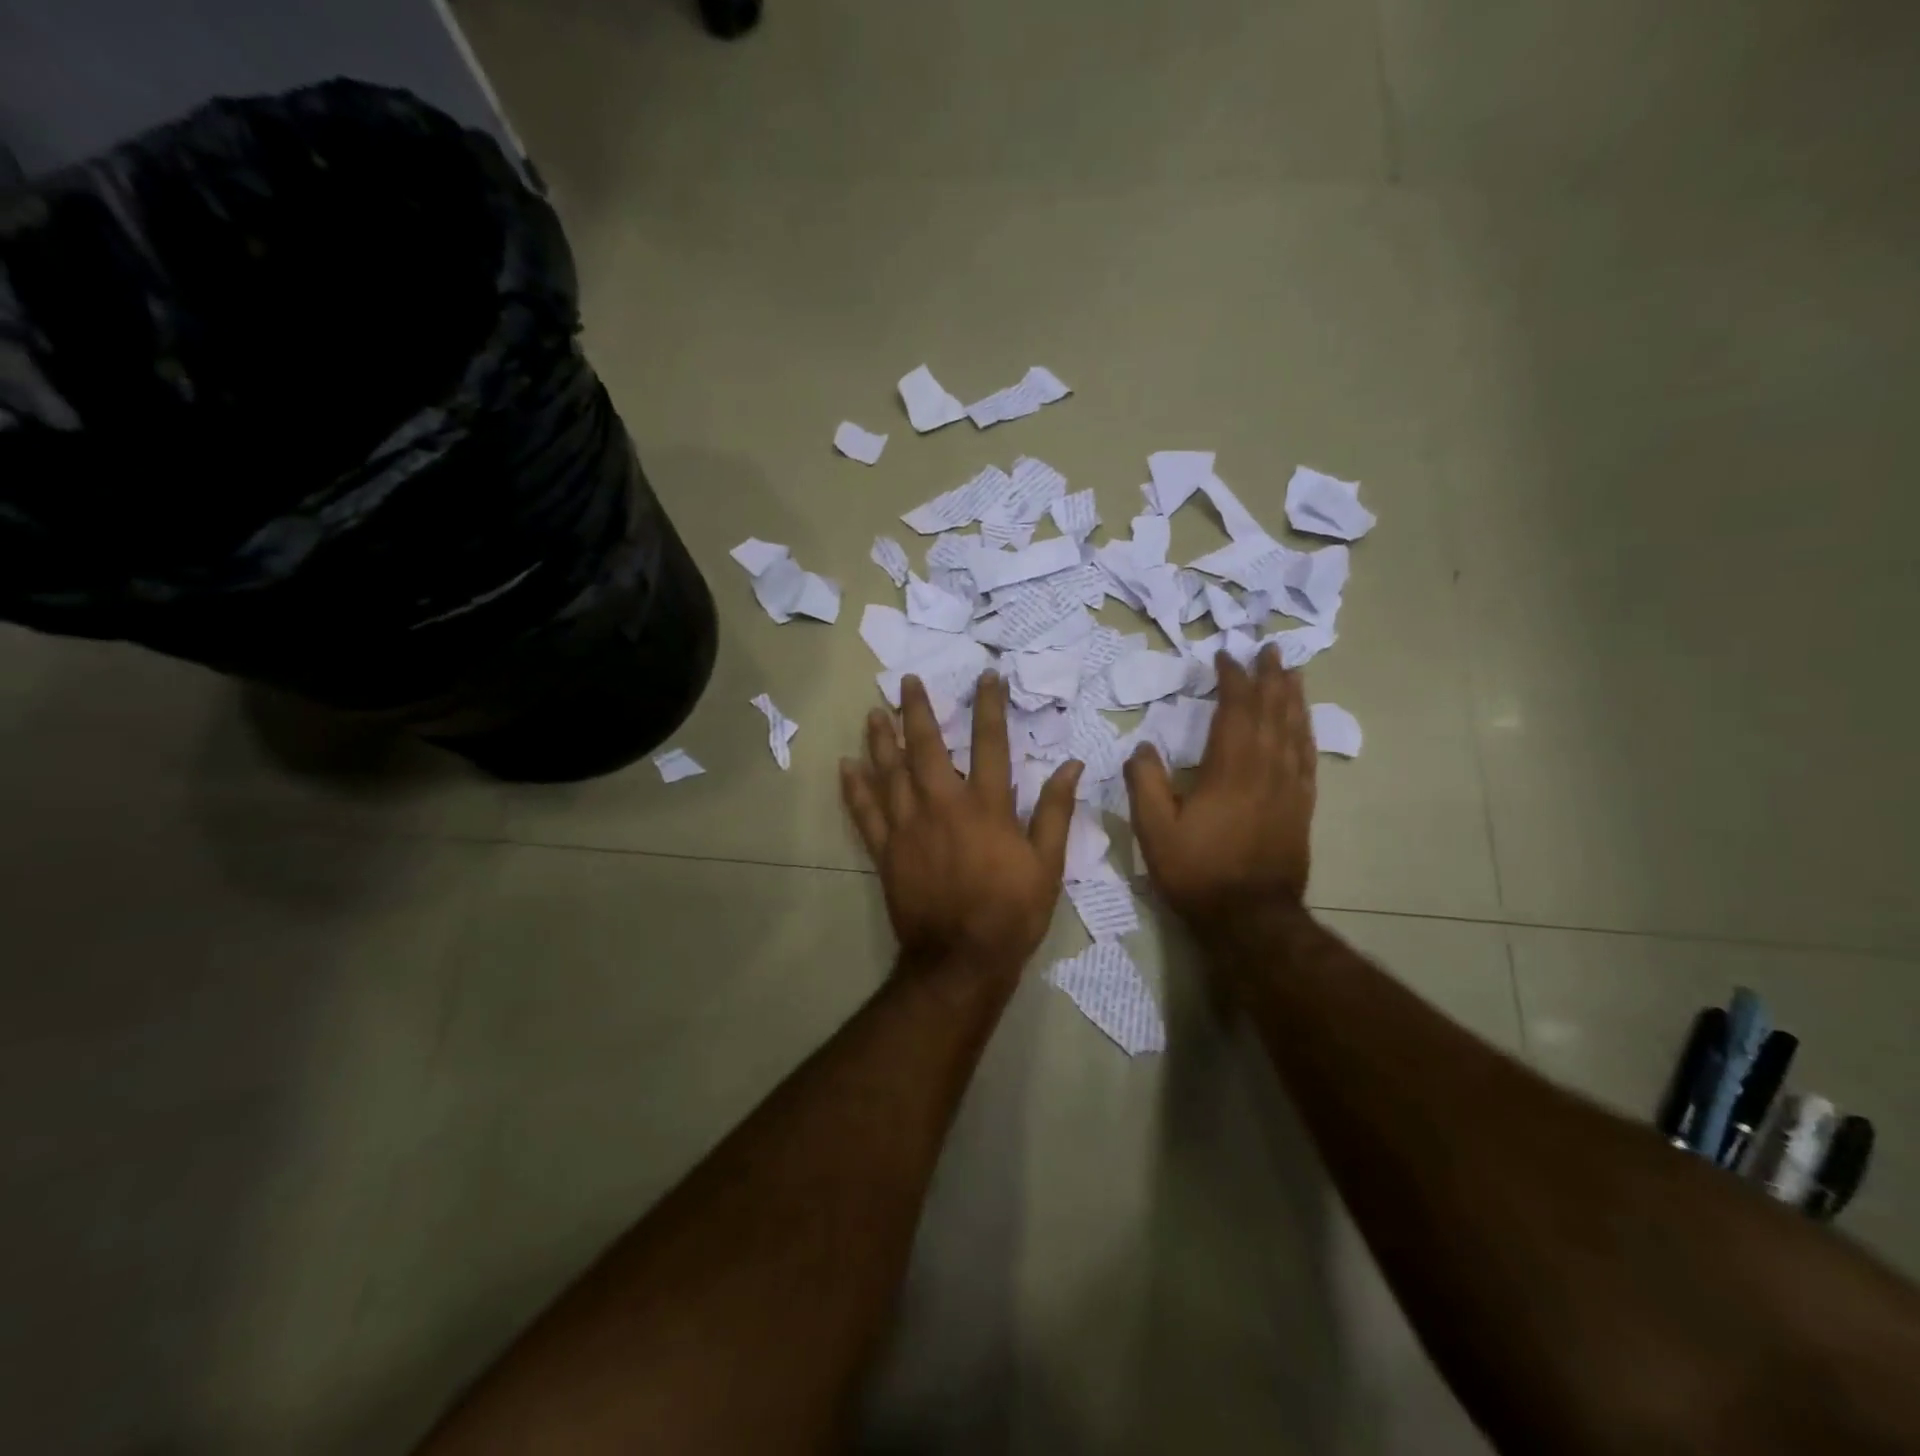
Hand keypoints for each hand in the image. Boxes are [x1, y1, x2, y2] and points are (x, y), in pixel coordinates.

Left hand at [841, 671, 1082, 977]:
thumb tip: (1071, 765)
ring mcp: (908, 827)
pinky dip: (854, 788)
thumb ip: (1055, 811)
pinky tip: (846, 765)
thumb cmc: (1011, 911)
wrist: (961, 959)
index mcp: (986, 806)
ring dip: (880, 739)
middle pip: (925, 747)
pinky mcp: (886, 851)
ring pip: (889, 772)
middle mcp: (943, 805)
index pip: (989, 743)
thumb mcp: (1048, 864)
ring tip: (873, 713)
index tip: (985, 676)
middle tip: (907, 682)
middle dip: (916, 710)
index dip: (988, 706)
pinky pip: (865, 812)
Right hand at [1124, 645, 1315, 924]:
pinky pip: (1307, 758)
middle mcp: (1266, 770)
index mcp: (1229, 770)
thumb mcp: (1154, 830)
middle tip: (1269, 649)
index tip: (1224, 657)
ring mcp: (1289, 788)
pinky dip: (1306, 732)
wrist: (1250, 918)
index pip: (1235, 711)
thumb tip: (1143, 747)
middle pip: (1272, 712)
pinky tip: (1304, 724)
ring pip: (1295, 731)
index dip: (1232, 680)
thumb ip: (1146, 783)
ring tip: (1293, 673)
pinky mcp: (1301, 808)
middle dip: (1270, 677)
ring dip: (1293, 698)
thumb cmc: (1197, 872)